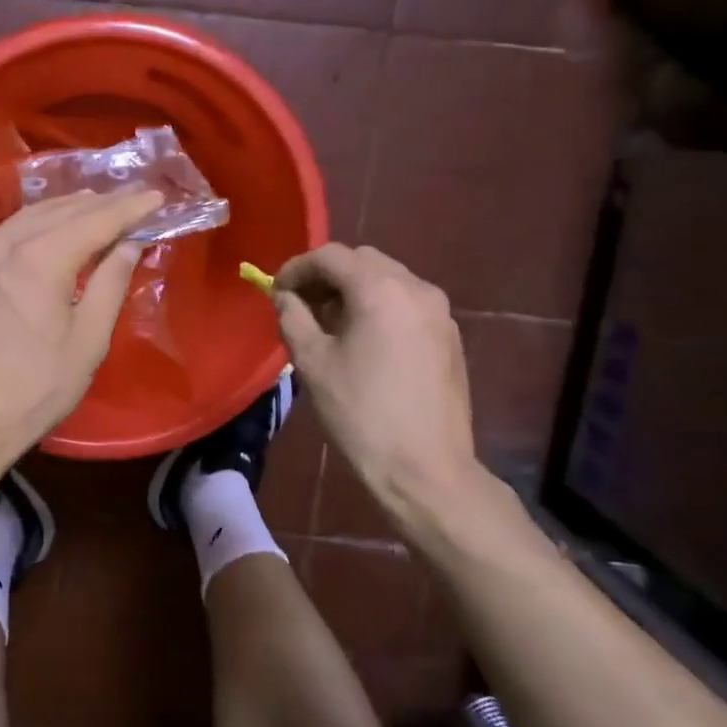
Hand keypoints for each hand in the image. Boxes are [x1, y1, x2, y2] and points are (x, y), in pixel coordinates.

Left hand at [0, 189, 163, 486]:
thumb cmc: (31, 391)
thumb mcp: (86, 342)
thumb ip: (110, 285)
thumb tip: (129, 244)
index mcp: (40, 258)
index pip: (96, 219)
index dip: (130, 208)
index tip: (158, 197)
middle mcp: (5, 243)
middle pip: (62, 210)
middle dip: (102, 204)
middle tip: (135, 200)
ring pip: (32, 216)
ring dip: (69, 208)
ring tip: (100, 207)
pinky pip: (10, 231)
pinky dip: (40, 223)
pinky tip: (53, 229)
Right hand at [274, 244, 514, 549]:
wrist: (426, 470)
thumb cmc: (361, 414)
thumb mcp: (312, 363)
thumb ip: (293, 317)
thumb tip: (285, 296)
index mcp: (380, 290)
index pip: (331, 256)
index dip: (297, 268)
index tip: (276, 291)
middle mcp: (416, 288)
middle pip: (362, 261)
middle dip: (327, 275)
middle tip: (301, 305)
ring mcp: (440, 312)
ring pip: (387, 279)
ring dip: (354, 289)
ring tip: (330, 324)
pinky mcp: (450, 336)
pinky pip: (407, 302)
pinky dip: (379, 306)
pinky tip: (363, 340)